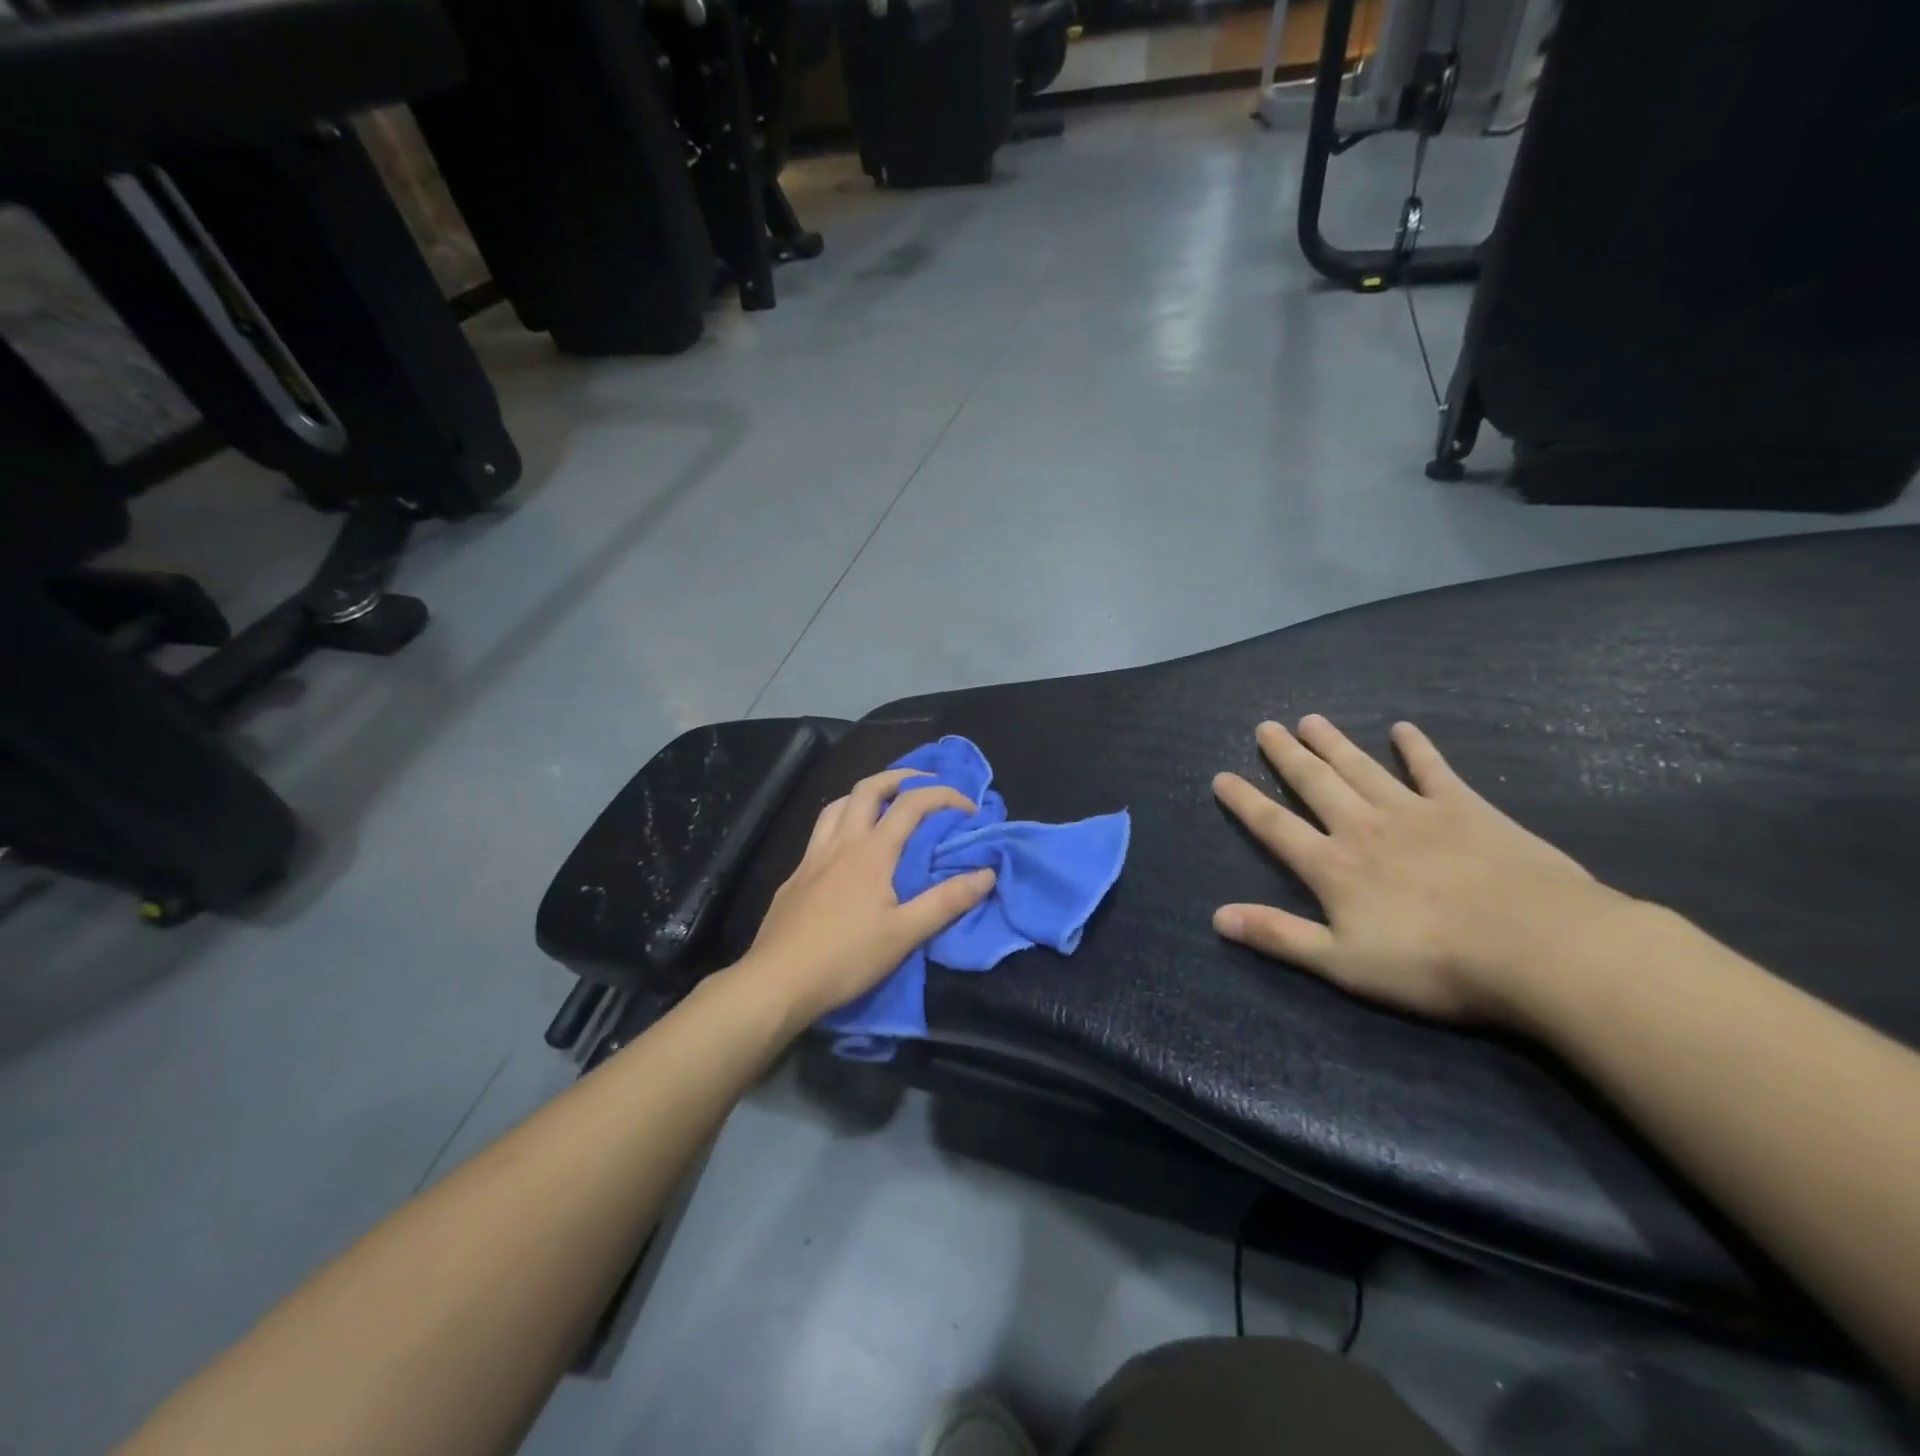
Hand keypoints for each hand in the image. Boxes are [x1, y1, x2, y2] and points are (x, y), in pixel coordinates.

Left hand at [733, 769, 996, 1027]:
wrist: (777, 982)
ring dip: (865, 794)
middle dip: (900, 777)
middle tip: (923, 783)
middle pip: (868, 788)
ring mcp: (812, 857)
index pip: (911, 804)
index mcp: (871, 852)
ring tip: (884, 804)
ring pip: (837, 805)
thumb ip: (946, 901)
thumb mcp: (905, 934)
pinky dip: (841, 822)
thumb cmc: (846, 958)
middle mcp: (841, 843)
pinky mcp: (795, 876)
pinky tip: (846, 847)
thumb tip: (987, 873)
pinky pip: (820, 832)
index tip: (968, 807)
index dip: (943, 796)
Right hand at [1211, 715, 1635, 1022]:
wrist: (1538, 947)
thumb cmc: (1433, 964)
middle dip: (1286, 756)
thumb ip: (1279, 935)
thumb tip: (1217, 917)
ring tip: (1310, 720)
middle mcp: (1363, 827)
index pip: (1275, 825)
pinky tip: (1404, 729)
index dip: (1244, 801)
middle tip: (1265, 727)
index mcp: (1332, 865)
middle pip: (1315, 783)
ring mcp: (1415, 812)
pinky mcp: (1465, 808)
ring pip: (1362, 767)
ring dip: (1333, 743)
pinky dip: (1416, 748)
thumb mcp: (1343, 963)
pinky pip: (1433, 769)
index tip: (1222, 776)